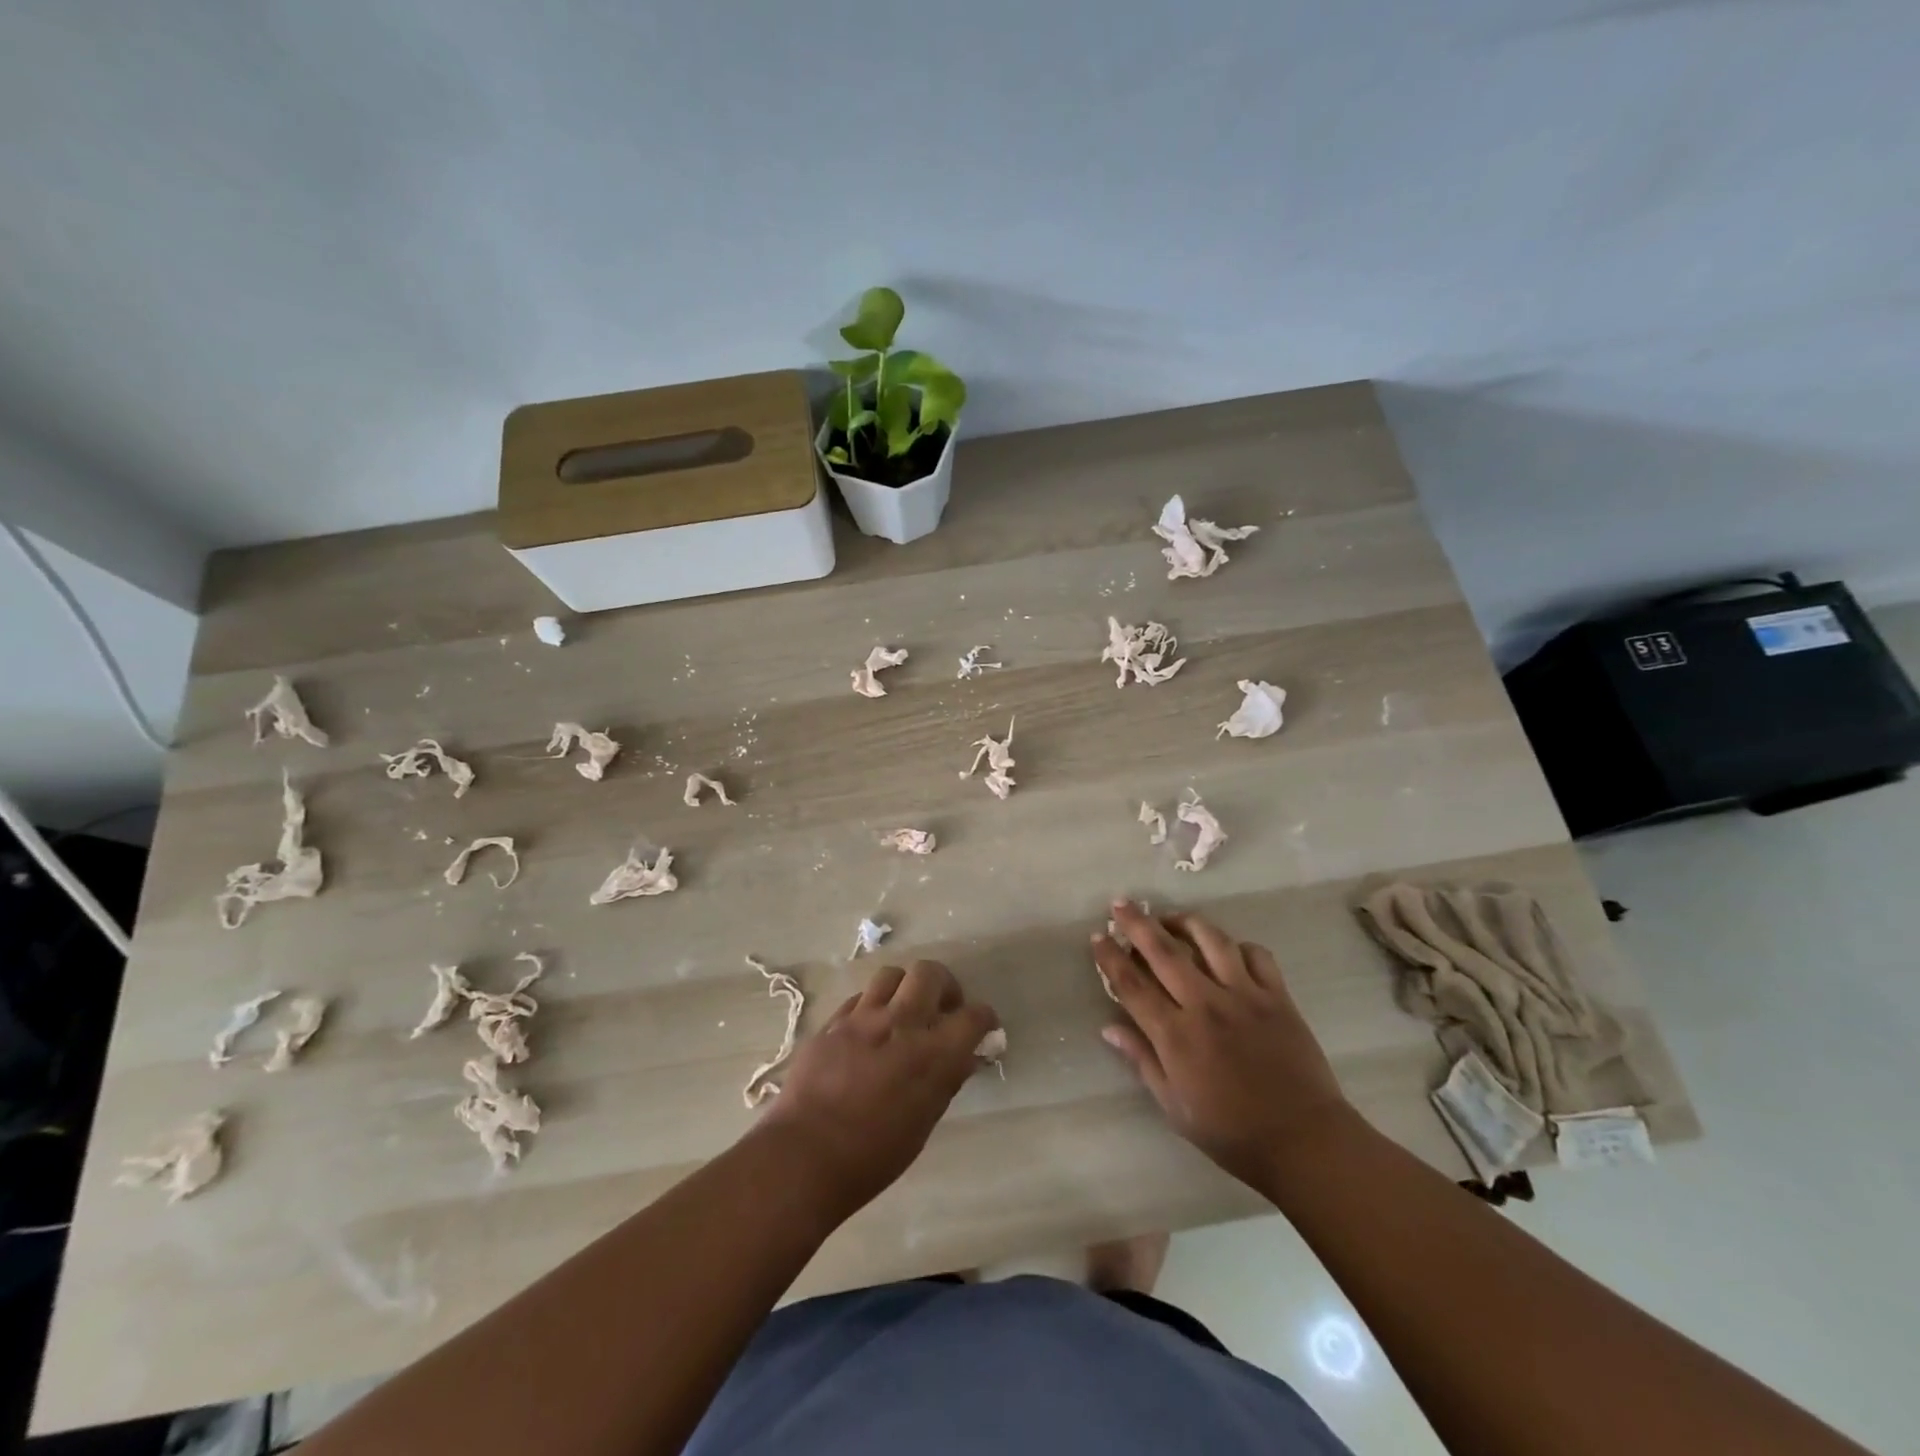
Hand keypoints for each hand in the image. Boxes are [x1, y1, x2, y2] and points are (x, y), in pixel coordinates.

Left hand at [756, 960, 998, 1216]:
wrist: (804, 1156)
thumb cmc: (873, 1156)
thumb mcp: (923, 1123)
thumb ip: (945, 1080)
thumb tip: (963, 1057)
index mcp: (932, 1054)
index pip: (973, 1016)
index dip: (984, 1018)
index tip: (983, 1027)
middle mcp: (900, 1024)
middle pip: (930, 973)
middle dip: (944, 986)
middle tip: (942, 1009)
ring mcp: (862, 1018)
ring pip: (891, 975)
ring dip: (905, 989)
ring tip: (903, 1012)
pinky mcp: (832, 1023)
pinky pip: (859, 998)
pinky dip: (872, 1006)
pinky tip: (869, 1029)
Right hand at [1093, 901, 1353, 1189]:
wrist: (1304, 1142)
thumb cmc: (1232, 1133)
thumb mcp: (1175, 1107)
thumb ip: (1142, 1061)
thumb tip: (1109, 1027)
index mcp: (1176, 1035)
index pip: (1132, 985)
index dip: (1111, 958)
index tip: (1098, 936)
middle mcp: (1206, 1005)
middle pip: (1164, 951)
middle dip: (1137, 924)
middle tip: (1121, 903)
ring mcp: (1245, 996)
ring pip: (1211, 940)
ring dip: (1185, 922)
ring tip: (1171, 918)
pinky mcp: (1277, 996)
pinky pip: (1255, 954)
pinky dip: (1237, 945)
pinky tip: (1227, 950)